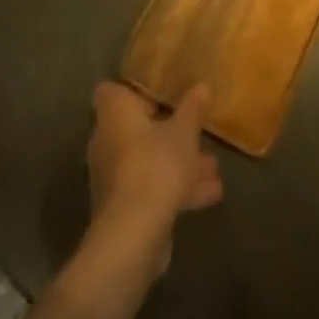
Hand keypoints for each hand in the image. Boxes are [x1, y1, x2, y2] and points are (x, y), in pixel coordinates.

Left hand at [87, 83, 222, 273]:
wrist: (134, 232)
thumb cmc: (156, 165)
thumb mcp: (184, 132)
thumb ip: (192, 109)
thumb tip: (201, 86)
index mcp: (114, 113)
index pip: (112, 92)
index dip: (135, 93)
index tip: (160, 99)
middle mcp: (106, 141)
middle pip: (136, 130)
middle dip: (168, 133)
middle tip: (194, 133)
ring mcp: (112, 176)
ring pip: (147, 161)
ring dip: (177, 164)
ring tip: (212, 168)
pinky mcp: (121, 207)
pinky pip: (150, 188)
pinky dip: (174, 189)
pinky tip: (209, 195)